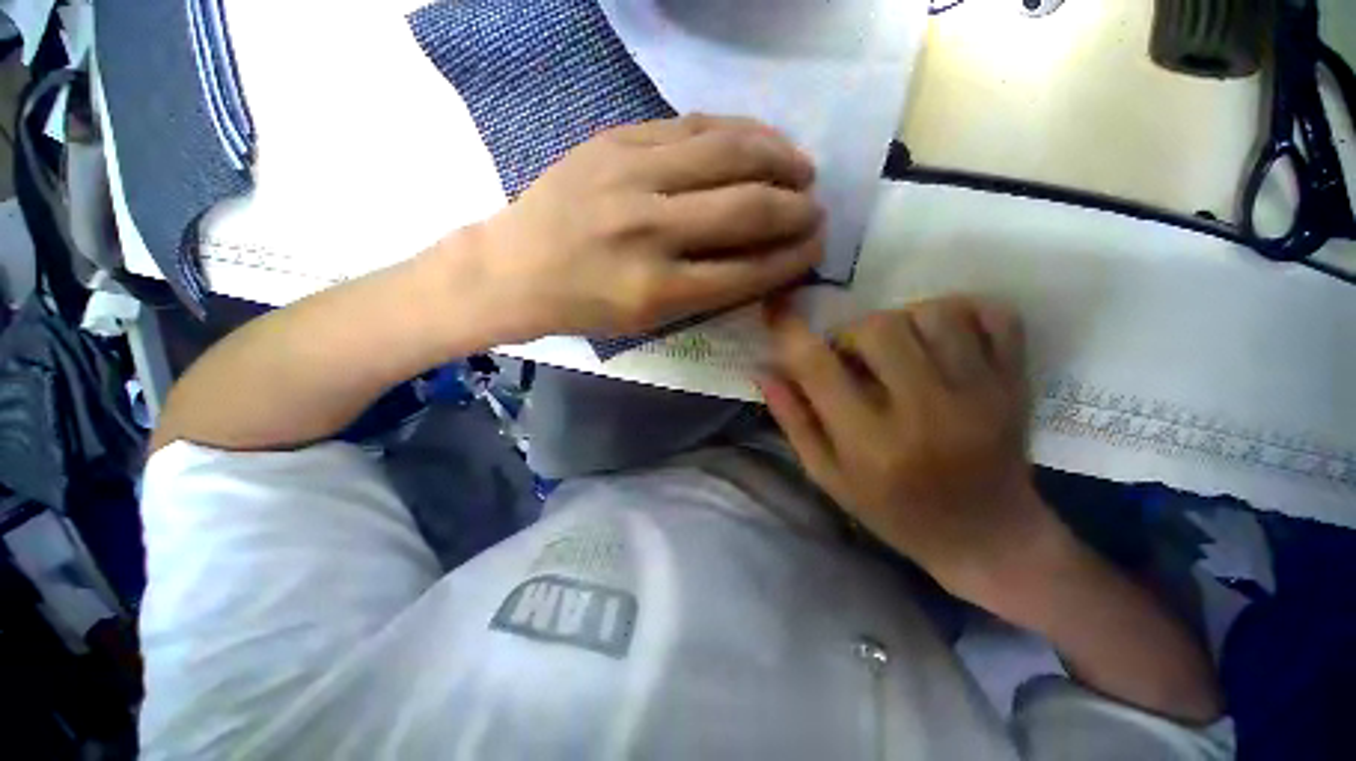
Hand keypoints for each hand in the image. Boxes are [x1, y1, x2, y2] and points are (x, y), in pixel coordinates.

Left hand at [469, 115, 824, 340]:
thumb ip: (709, 291)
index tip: (817, 247)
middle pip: (748, 207)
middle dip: (797, 209)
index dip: (793, 257)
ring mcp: (630, 175)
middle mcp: (650, 230)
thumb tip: (766, 260)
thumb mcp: (649, 320)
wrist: (516, 267)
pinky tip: (760, 141)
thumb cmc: (586, 306)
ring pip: (729, 153)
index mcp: (658, 290)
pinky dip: (739, 132)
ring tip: (802, 170)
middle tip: (817, 210)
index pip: (748, 268)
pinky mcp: (616, 139)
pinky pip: (694, 125)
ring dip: (780, 159)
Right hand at [759, 297, 1070, 602]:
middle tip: (855, 357)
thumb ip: (794, 420)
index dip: (790, 332)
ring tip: (900, 348)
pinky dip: (964, 311)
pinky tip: (944, 337)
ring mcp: (982, 395)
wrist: (986, 536)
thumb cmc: (894, 512)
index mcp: (871, 445)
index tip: (778, 313)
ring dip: (904, 320)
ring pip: (935, 312)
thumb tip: (765, 370)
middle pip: (880, 327)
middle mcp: (926, 414)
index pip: (819, 368)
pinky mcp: (1016, 385)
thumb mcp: (828, 476)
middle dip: (853, 333)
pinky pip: (997, 315)